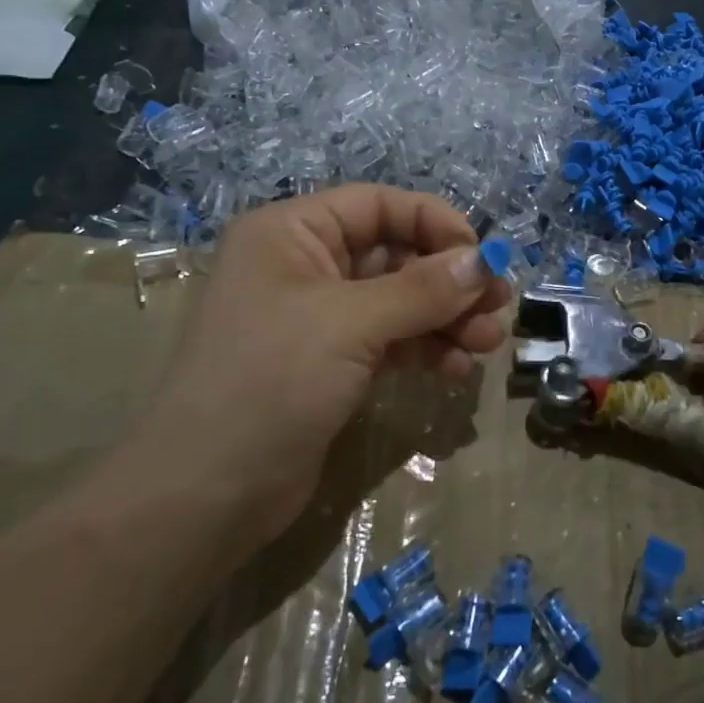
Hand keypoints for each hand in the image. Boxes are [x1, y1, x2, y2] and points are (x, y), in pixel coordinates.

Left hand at [135, 185, 508, 542]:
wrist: (205, 496)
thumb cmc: (270, 383)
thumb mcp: (350, 324)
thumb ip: (422, 289)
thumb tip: (485, 260)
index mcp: (292, 233)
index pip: (379, 206)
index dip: (435, 224)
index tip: (482, 258)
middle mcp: (305, 265)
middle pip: (395, 254)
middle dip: (449, 279)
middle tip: (499, 304)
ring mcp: (319, 317)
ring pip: (399, 300)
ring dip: (446, 317)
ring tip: (487, 342)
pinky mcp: (331, 362)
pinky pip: (391, 339)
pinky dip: (426, 348)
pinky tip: (456, 368)